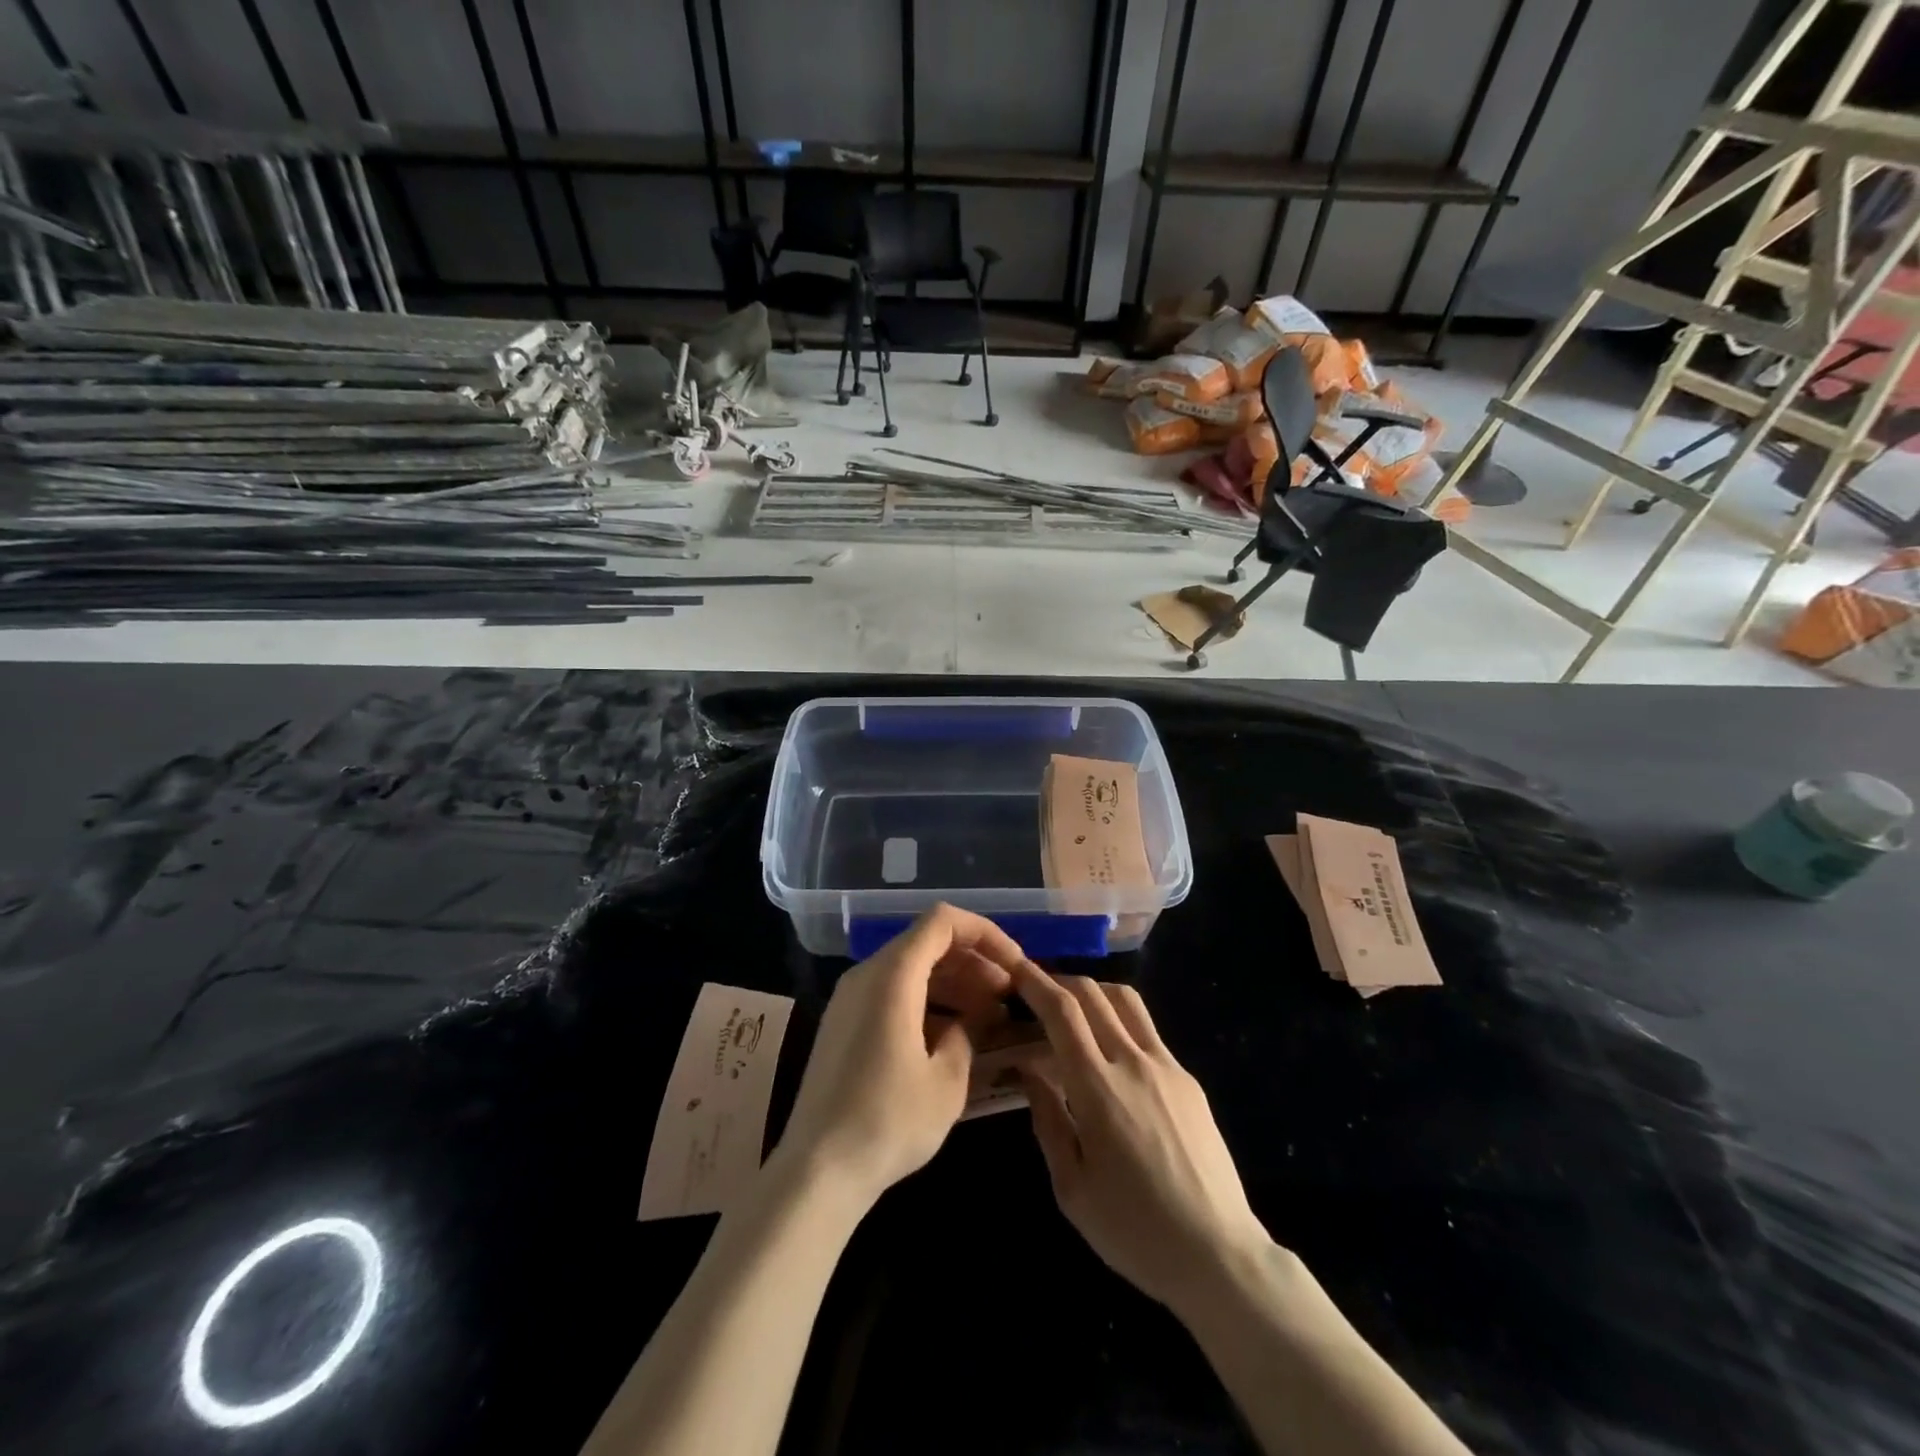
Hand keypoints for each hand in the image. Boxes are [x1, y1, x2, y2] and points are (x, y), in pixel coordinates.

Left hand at [771, 905, 1025, 1207]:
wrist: (817, 1171)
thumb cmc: (888, 1121)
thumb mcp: (947, 1079)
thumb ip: (971, 1032)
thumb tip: (984, 1013)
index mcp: (892, 975)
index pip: (943, 921)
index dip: (985, 933)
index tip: (1015, 966)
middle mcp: (866, 974)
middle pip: (927, 942)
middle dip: (973, 961)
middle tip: (1008, 996)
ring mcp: (850, 998)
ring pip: (910, 968)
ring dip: (952, 982)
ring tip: (988, 1016)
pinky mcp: (844, 1024)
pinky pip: (892, 993)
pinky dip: (927, 1001)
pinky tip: (951, 1036)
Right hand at [1014, 966, 1270, 1314]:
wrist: (1218, 1255)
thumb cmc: (1134, 1230)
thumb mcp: (1071, 1187)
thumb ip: (1047, 1119)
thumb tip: (1029, 1069)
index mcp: (1098, 1087)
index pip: (1062, 1011)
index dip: (1035, 982)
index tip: (1015, 969)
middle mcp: (1133, 1062)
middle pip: (1093, 993)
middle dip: (1059, 980)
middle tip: (1036, 989)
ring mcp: (1167, 1066)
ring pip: (1126, 1001)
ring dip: (1094, 991)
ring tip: (1073, 1010)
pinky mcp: (1188, 1079)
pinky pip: (1147, 1031)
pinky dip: (1119, 1022)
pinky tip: (1110, 1053)